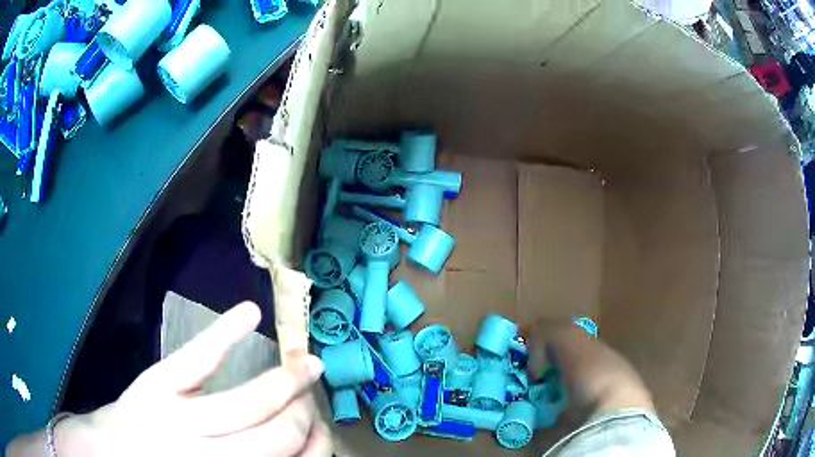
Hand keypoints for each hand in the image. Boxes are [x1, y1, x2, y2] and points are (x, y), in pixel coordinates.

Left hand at [55, 302, 331, 456]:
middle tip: (310, 397)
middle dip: (304, 413)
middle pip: (275, 433)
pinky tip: (251, 312)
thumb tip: (303, 449)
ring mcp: (178, 417)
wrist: (112, 453)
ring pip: (248, 403)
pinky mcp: (156, 385)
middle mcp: (209, 455)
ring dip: (287, 382)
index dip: (317, 445)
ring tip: (305, 367)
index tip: (323, 430)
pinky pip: (195, 359)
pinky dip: (224, 334)